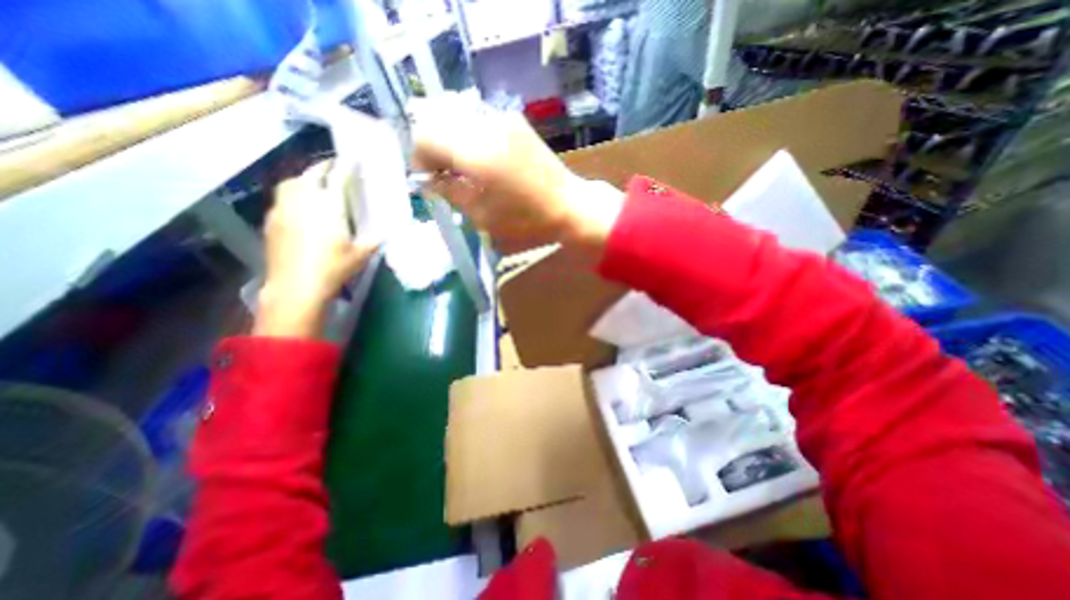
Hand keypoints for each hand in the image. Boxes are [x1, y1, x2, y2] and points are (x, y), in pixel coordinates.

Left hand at [254, 161, 378, 340]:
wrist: (296, 287)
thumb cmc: (334, 268)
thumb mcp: (361, 254)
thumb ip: (374, 240)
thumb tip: (386, 233)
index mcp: (329, 206)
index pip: (339, 177)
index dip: (347, 165)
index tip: (354, 157)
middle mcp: (304, 201)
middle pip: (311, 173)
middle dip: (324, 167)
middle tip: (336, 168)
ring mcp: (284, 209)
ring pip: (292, 183)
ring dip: (306, 178)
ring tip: (317, 184)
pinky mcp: (272, 221)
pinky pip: (283, 198)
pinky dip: (294, 194)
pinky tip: (301, 207)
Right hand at [410, 95, 628, 253]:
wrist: (569, 205)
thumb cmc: (526, 220)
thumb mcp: (482, 216)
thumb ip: (450, 193)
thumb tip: (428, 180)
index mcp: (476, 153)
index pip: (425, 136)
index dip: (419, 158)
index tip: (428, 179)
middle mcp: (486, 125)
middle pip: (438, 121)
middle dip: (434, 149)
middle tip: (443, 176)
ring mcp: (503, 119)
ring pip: (458, 119)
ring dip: (452, 142)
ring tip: (464, 170)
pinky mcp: (516, 121)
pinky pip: (479, 121)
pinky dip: (470, 138)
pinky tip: (483, 161)